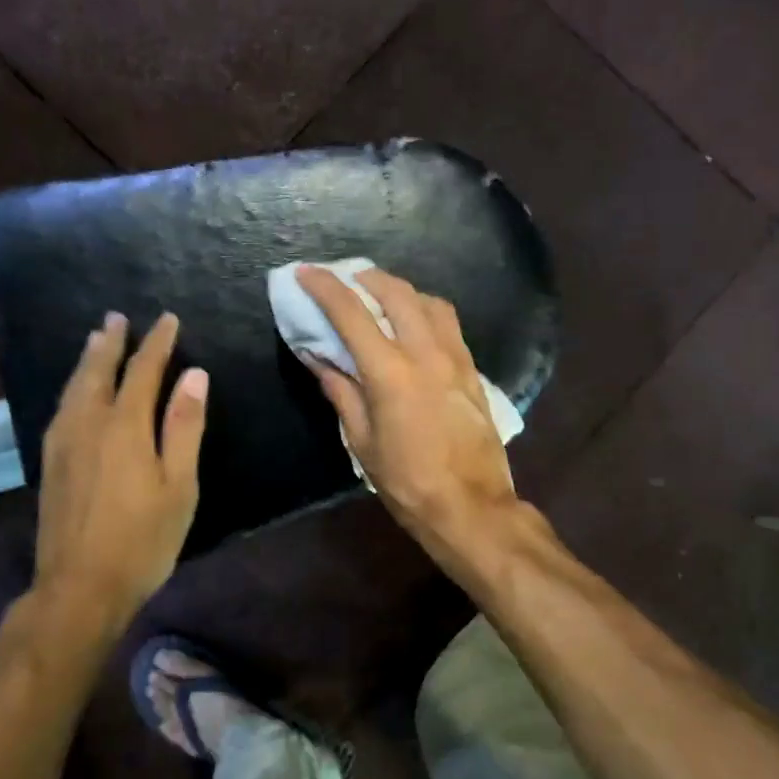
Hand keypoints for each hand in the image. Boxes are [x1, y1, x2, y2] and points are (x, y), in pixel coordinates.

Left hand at [32, 312, 207, 629]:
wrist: (79, 587)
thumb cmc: (143, 540)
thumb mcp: (179, 486)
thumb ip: (184, 427)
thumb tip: (195, 375)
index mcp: (125, 427)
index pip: (143, 370)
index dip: (157, 342)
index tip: (168, 319)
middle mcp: (88, 424)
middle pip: (98, 370)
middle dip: (111, 342)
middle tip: (117, 317)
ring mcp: (63, 443)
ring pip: (74, 387)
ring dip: (87, 359)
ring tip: (95, 339)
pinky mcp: (50, 463)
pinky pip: (61, 407)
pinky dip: (72, 386)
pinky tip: (74, 391)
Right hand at [296, 267, 521, 564]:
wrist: (471, 506)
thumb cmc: (407, 481)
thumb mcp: (362, 441)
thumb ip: (341, 392)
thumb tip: (318, 357)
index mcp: (391, 372)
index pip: (351, 314)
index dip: (325, 288)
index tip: (305, 271)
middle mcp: (426, 353)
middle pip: (396, 292)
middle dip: (366, 278)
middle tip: (345, 281)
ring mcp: (455, 358)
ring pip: (429, 302)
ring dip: (400, 290)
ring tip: (380, 297)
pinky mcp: (473, 371)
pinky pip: (448, 323)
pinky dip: (425, 310)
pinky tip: (414, 324)